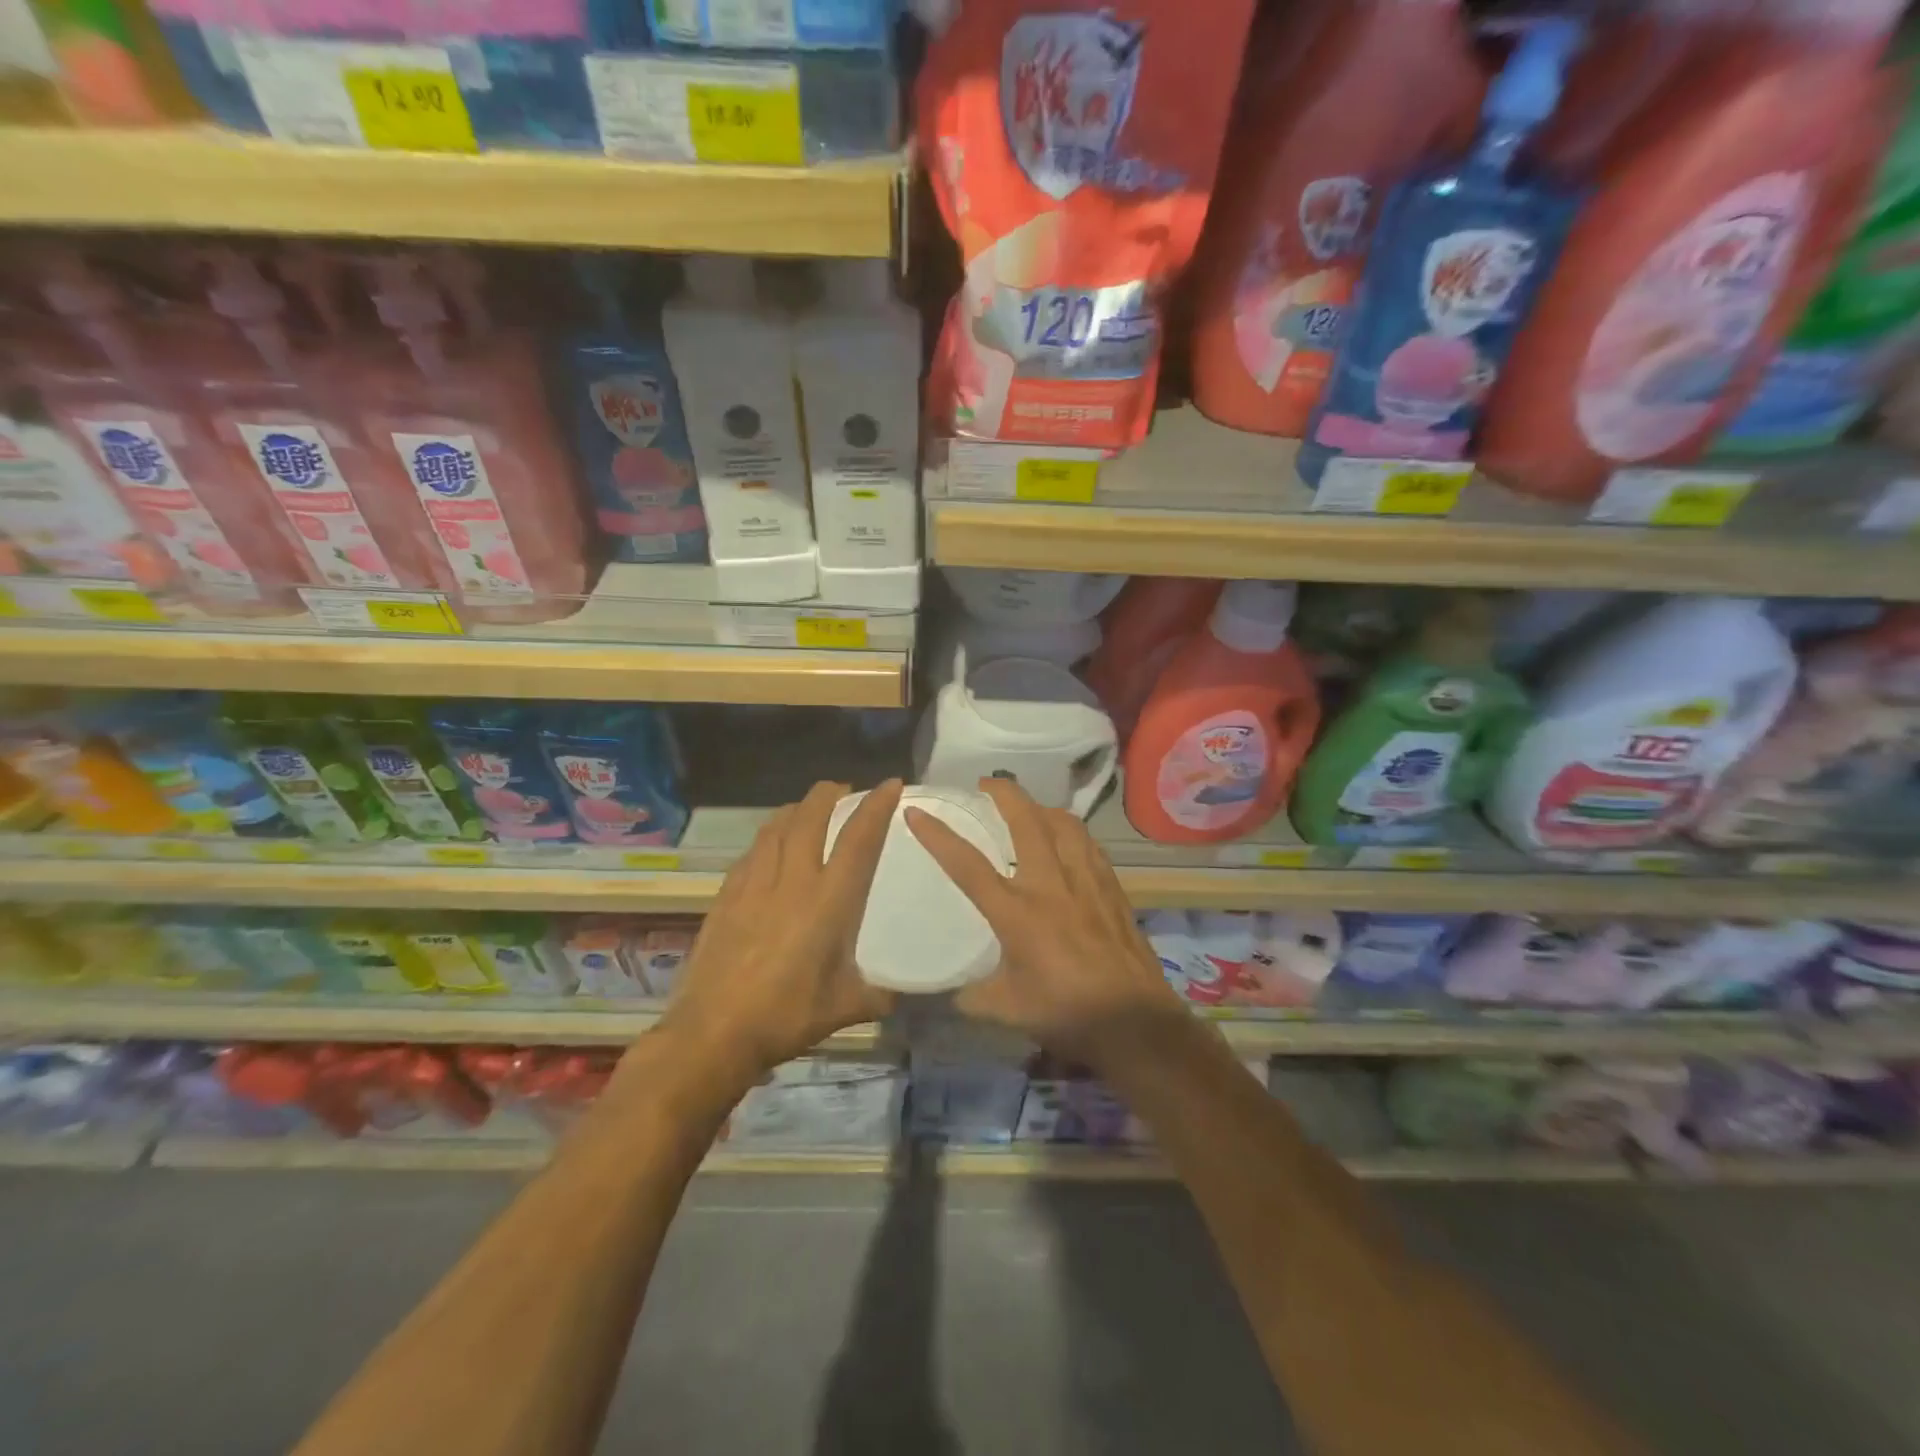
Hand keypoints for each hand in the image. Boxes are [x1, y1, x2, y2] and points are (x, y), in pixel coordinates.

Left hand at [658, 779, 901, 1080]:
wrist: (712, 1032)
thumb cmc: (785, 1017)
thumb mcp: (843, 1009)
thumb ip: (876, 994)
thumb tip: (898, 993)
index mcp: (828, 902)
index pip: (858, 840)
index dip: (875, 807)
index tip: (889, 784)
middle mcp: (792, 881)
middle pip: (809, 817)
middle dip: (828, 794)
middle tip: (842, 790)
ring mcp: (753, 884)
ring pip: (775, 827)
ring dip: (796, 809)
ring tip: (807, 809)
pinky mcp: (726, 895)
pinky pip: (752, 851)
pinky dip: (768, 837)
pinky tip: (769, 847)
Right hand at [905, 778, 1186, 1063]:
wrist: (1134, 1022)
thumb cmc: (1066, 1014)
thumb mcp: (1008, 1011)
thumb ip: (976, 997)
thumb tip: (957, 994)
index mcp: (1016, 913)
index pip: (968, 865)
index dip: (938, 836)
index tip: (917, 811)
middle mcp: (1050, 885)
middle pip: (1026, 821)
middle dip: (1004, 793)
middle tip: (987, 784)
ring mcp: (1086, 882)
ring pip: (1064, 824)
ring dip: (1042, 807)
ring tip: (1030, 808)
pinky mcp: (1112, 888)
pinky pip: (1089, 845)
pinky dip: (1073, 832)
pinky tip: (1069, 840)